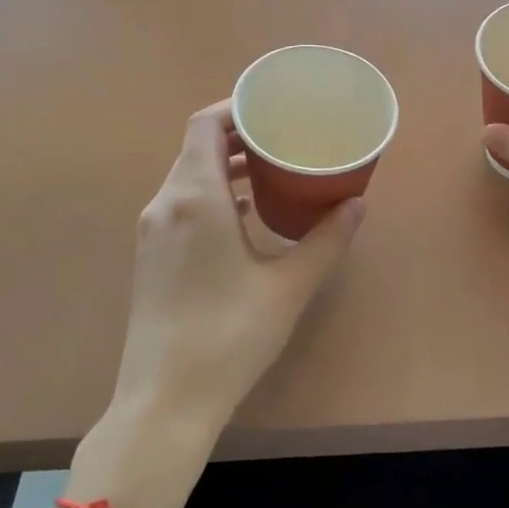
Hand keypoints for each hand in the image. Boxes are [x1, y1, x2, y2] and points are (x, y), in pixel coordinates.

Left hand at [109, 100, 363, 445]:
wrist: (165, 400)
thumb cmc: (229, 336)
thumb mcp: (289, 286)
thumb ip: (327, 240)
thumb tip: (357, 204)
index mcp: (195, 198)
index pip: (206, 125)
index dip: (237, 107)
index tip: (275, 107)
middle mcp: (166, 204)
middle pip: (197, 146)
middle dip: (239, 134)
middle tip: (285, 136)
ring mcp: (152, 231)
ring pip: (188, 175)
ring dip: (226, 165)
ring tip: (272, 169)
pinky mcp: (151, 256)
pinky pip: (182, 203)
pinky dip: (214, 193)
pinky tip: (247, 212)